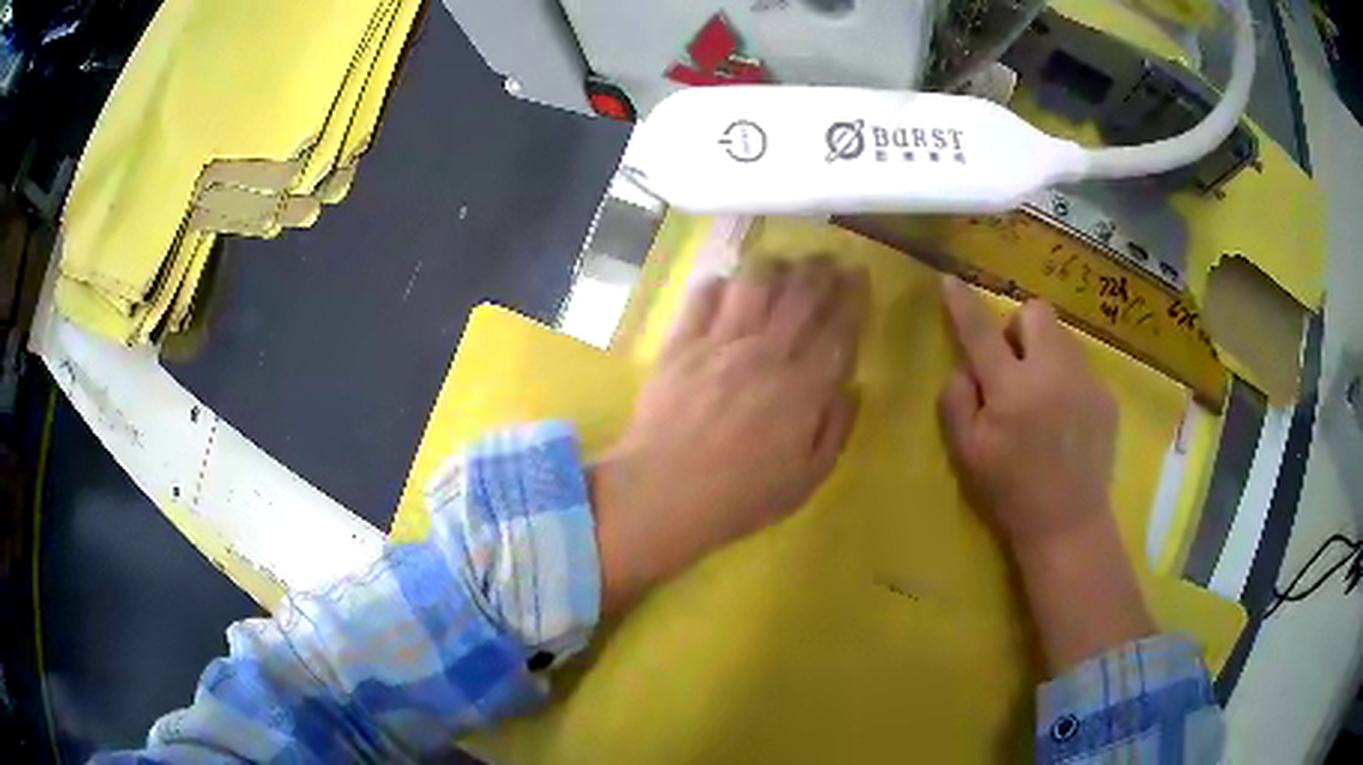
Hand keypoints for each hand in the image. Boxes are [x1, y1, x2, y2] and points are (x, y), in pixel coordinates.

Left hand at [590, 258, 867, 614]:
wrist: (662, 495)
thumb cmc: (739, 498)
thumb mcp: (806, 480)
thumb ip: (835, 429)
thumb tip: (850, 386)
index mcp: (803, 388)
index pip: (838, 327)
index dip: (853, 295)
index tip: (859, 274)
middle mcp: (766, 352)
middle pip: (801, 293)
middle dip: (821, 270)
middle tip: (828, 262)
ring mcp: (720, 342)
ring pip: (755, 281)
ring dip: (775, 266)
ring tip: (782, 266)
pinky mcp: (680, 343)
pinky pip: (704, 295)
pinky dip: (721, 283)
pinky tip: (728, 286)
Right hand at [937, 275, 1151, 671]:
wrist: (1068, 523)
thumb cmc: (1010, 491)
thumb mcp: (966, 453)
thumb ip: (956, 400)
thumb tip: (966, 366)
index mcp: (1013, 389)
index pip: (981, 331)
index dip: (963, 304)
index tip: (951, 282)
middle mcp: (1053, 373)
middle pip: (1036, 313)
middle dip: (1019, 328)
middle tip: (1012, 365)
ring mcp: (1086, 381)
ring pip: (1062, 337)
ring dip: (1044, 352)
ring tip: (1041, 395)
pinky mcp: (1106, 396)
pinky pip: (1080, 366)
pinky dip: (1065, 377)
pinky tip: (1064, 417)